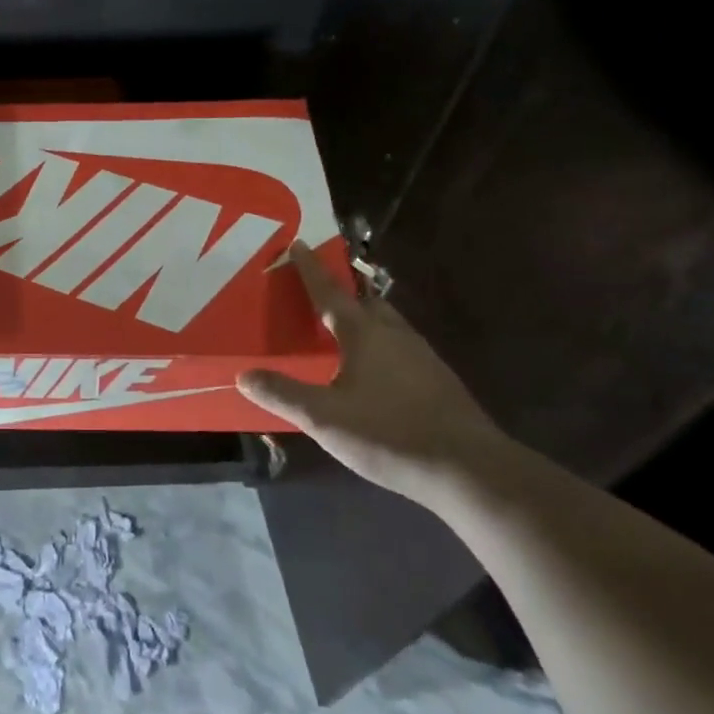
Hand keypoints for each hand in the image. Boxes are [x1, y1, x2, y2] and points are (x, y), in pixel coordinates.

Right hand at [237, 242, 506, 500]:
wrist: (470, 470)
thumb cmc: (389, 433)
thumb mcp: (324, 417)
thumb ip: (282, 393)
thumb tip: (243, 374)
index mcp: (364, 333)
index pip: (329, 292)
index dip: (310, 268)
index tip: (298, 243)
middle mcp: (394, 334)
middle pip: (364, 301)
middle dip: (342, 290)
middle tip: (319, 288)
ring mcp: (422, 357)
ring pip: (386, 323)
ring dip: (363, 317)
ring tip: (343, 327)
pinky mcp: (438, 380)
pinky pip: (400, 347)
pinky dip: (380, 344)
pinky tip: (374, 369)